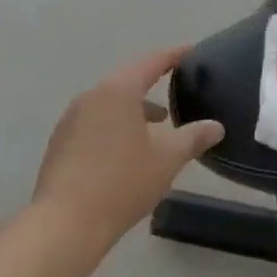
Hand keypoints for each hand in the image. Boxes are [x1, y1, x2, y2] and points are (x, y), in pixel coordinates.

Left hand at [32, 46, 223, 244]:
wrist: (65, 224)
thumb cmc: (122, 183)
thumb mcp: (167, 159)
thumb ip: (193, 137)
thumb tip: (216, 126)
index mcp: (118, 91)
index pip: (151, 63)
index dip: (173, 56)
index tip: (191, 52)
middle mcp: (91, 97)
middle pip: (127, 81)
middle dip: (153, 84)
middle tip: (177, 88)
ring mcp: (71, 120)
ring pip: (110, 103)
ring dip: (134, 109)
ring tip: (158, 126)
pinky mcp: (60, 143)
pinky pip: (95, 122)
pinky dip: (116, 125)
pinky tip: (128, 150)